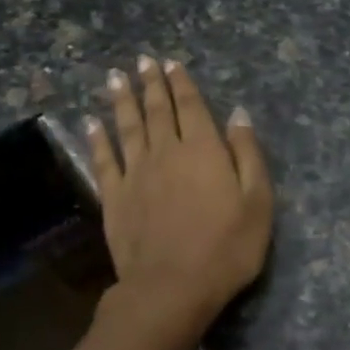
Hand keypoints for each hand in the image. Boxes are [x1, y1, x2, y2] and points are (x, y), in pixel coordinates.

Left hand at [86, 56, 273, 327]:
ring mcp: (136, 174)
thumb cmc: (227, 247)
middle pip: (158, 111)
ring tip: (116, 78)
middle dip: (152, 84)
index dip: (182, 84)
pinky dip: (97, 139)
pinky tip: (91, 123)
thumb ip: (248, 154)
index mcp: (204, 150)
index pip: (192, 107)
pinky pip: (104, 160)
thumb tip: (238, 114)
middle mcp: (167, 152)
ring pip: (128, 128)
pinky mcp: (115, 198)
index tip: (171, 63)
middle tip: (143, 62)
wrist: (172, 287)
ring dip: (123, 102)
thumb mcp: (258, 202)